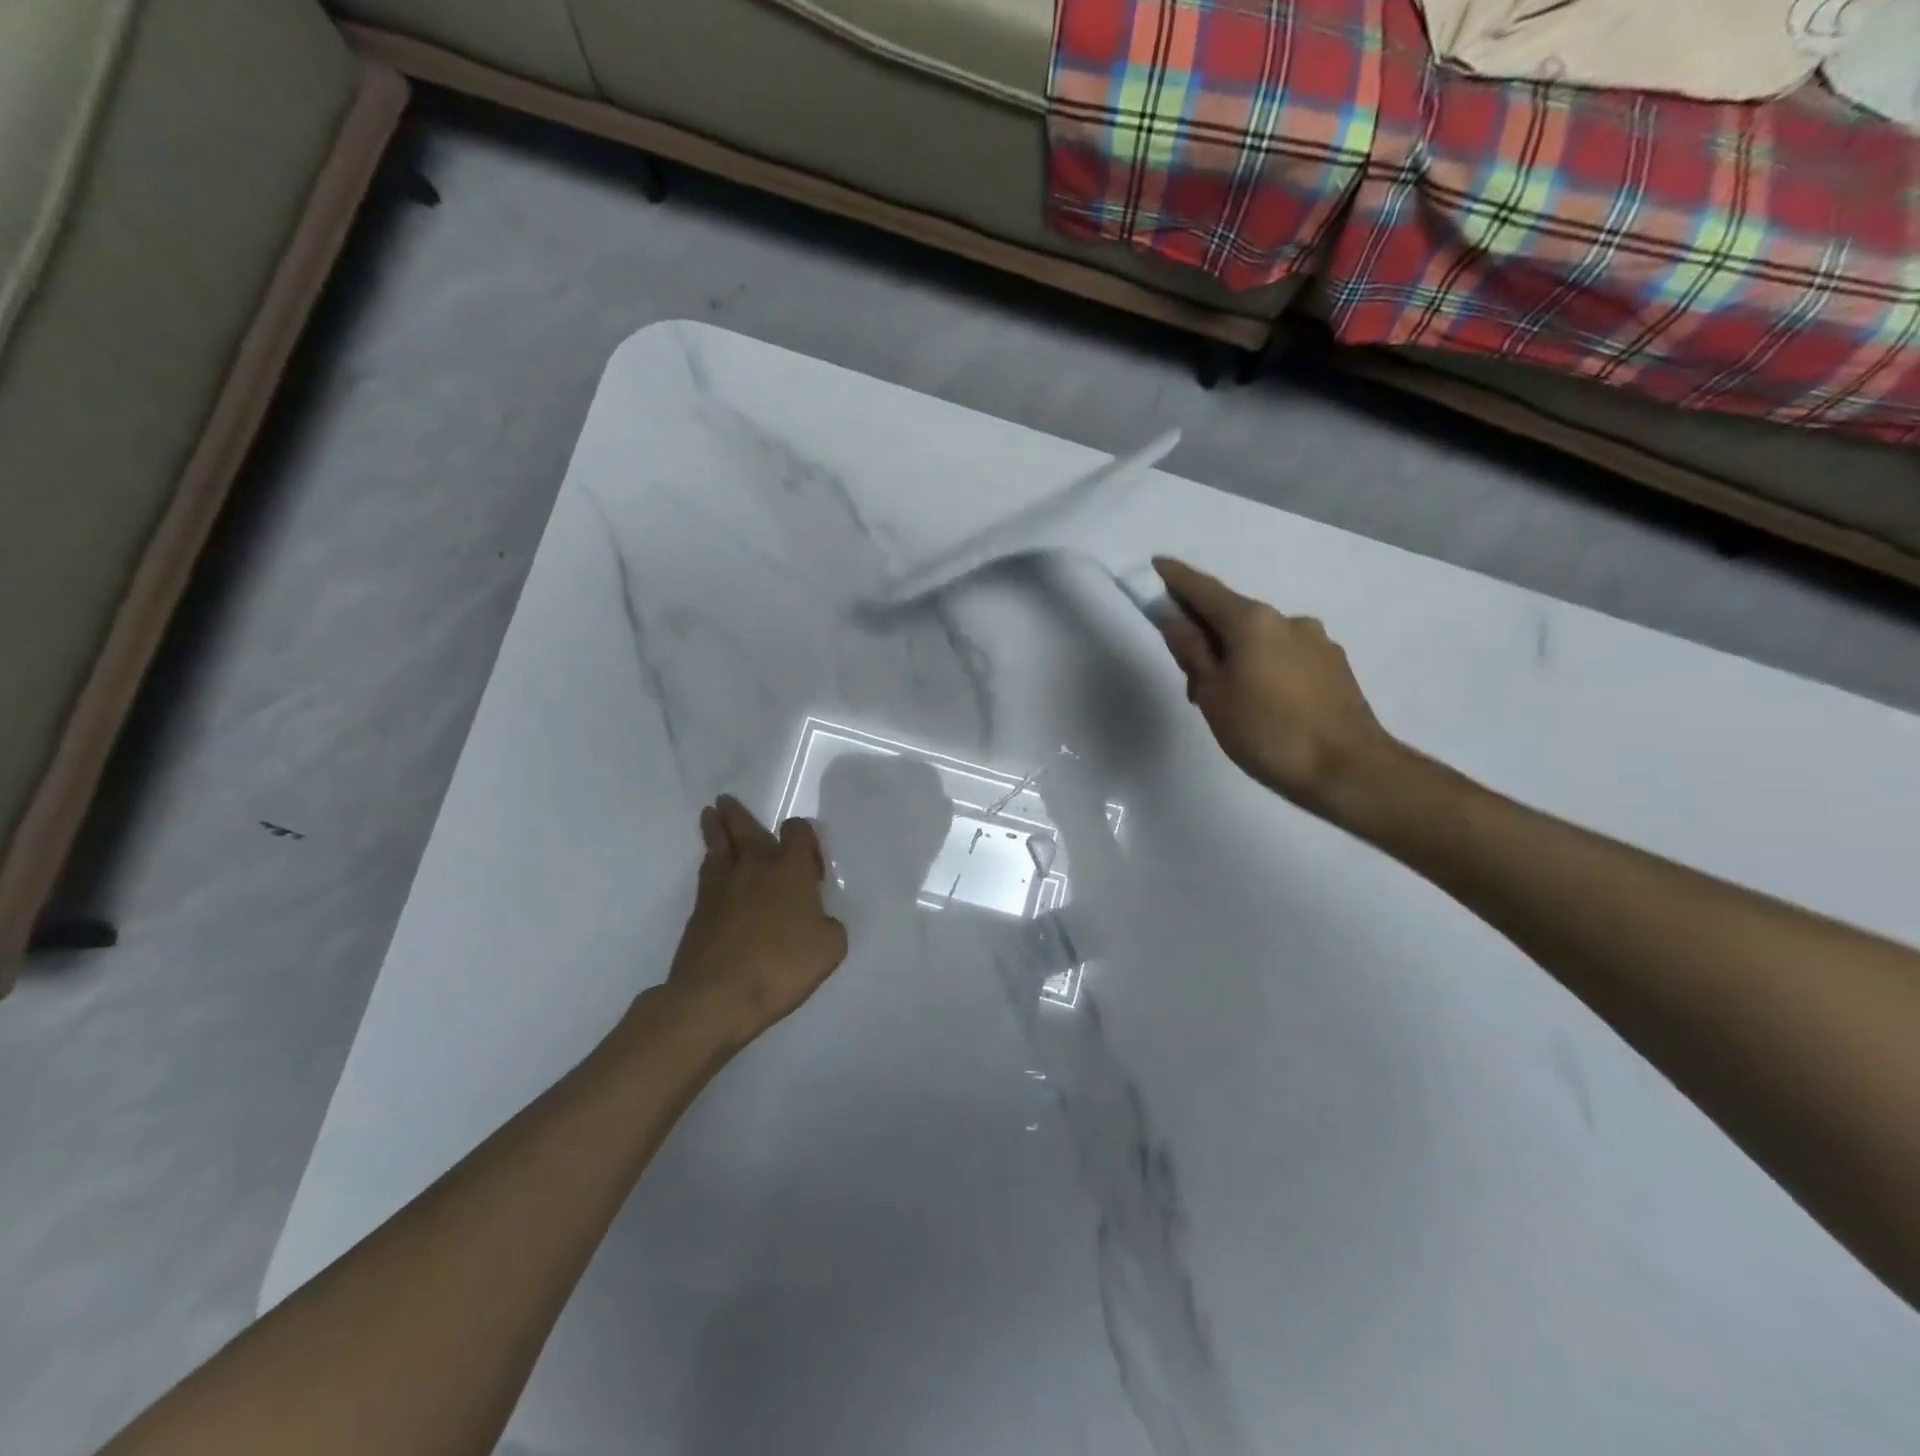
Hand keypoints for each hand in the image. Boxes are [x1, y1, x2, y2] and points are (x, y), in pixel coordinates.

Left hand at [664, 795, 849, 1047]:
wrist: (717, 996)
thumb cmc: (781, 966)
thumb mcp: (829, 948)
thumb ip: (829, 926)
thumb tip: (818, 920)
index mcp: (790, 870)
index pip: (797, 831)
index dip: (804, 835)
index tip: (809, 859)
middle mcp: (754, 867)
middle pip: (744, 828)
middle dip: (737, 813)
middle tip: (725, 801)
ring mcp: (721, 887)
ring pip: (718, 846)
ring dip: (715, 829)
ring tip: (710, 816)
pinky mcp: (699, 911)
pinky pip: (706, 874)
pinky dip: (710, 863)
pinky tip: (711, 866)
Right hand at [1152, 557, 1398, 818]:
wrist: (1349, 770)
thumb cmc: (1267, 732)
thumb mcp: (1213, 694)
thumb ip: (1191, 651)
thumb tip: (1174, 619)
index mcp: (1252, 621)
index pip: (1204, 590)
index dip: (1176, 578)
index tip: (1156, 565)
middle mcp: (1287, 620)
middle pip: (1232, 616)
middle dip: (1206, 634)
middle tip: (1188, 675)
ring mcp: (1316, 642)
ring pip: (1260, 640)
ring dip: (1237, 656)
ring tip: (1229, 703)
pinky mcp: (1334, 666)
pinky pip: (1285, 657)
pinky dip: (1264, 669)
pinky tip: (1263, 706)